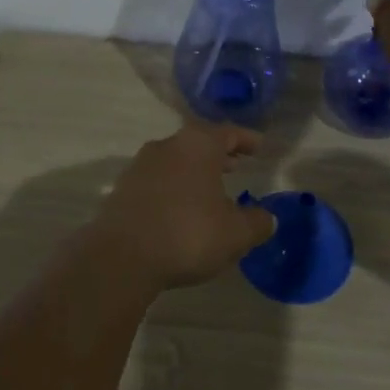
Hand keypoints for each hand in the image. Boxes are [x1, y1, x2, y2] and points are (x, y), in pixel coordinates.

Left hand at [84, 121, 277, 294]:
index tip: (259, 147)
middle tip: (236, 165)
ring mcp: (141, 165)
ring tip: (210, 189)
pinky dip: (174, 187)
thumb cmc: (188, 234)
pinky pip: (158, 180)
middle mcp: (168, 145)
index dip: (246, 139)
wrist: (121, 256)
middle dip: (219, 154)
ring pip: (176, 159)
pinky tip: (181, 209)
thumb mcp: (235, 233)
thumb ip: (257, 222)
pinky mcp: (123, 188)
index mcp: (199, 144)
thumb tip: (268, 217)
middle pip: (199, 142)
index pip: (229, 132)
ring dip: (195, 171)